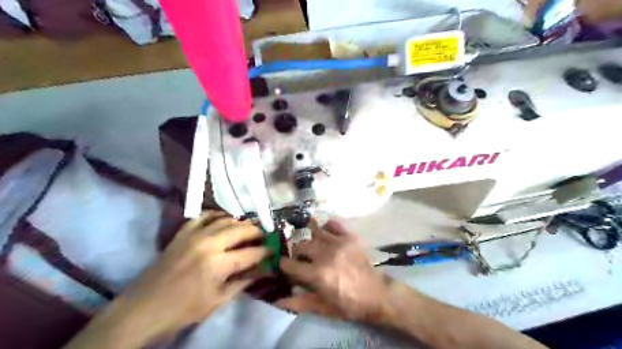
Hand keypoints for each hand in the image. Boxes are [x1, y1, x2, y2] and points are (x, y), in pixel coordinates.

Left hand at [93, 210, 266, 345]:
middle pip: (240, 230)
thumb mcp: (217, 301)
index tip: (273, 250)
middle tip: (264, 235)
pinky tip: (224, 219)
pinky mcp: (182, 233)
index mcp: (218, 264)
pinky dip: (217, 215)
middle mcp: (209, 244)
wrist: (143, 309)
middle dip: (256, 232)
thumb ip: (242, 282)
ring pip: (225, 220)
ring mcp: (194, 235)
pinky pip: (203, 216)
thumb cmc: (183, 310)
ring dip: (240, 222)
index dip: (265, 251)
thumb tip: (263, 271)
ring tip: (248, 227)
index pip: (250, 253)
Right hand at [278, 219, 389, 323]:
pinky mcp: (349, 237)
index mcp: (317, 274)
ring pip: (314, 233)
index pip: (290, 264)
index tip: (287, 268)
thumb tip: (278, 301)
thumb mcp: (324, 308)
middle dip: (297, 254)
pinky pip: (332, 223)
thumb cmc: (350, 305)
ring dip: (311, 241)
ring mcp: (338, 242)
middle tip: (303, 261)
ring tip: (316, 249)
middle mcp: (325, 254)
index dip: (285, 266)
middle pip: (300, 246)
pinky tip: (327, 236)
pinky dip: (327, 227)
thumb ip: (300, 303)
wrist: (378, 295)